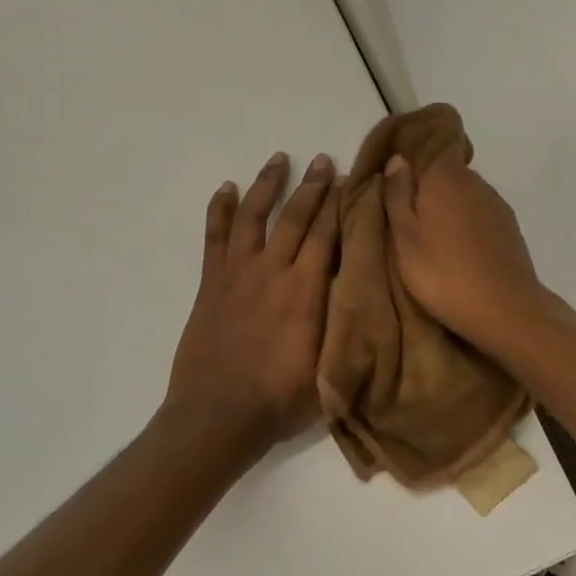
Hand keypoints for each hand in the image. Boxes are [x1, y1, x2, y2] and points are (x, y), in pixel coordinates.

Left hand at [163, 151, 339, 455]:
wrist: (218, 416)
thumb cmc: (281, 399)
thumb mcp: (329, 367)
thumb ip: (345, 325)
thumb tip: (363, 290)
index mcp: (306, 290)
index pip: (328, 234)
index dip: (340, 205)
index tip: (350, 180)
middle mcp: (274, 271)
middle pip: (296, 217)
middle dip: (313, 186)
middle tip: (324, 160)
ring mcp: (238, 273)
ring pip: (254, 216)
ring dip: (267, 185)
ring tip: (278, 158)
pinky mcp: (212, 283)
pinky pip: (215, 237)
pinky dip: (220, 210)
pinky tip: (225, 189)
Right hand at [381, 148, 548, 352]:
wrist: (506, 309)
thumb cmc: (443, 273)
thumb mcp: (405, 238)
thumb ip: (398, 196)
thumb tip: (398, 159)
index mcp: (446, 178)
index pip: (435, 144)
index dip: (417, 152)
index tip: (399, 173)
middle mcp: (475, 182)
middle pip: (448, 171)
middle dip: (428, 185)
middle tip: (406, 213)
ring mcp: (496, 205)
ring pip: (465, 194)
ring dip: (448, 206)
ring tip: (430, 236)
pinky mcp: (509, 228)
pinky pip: (479, 213)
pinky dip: (466, 223)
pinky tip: (456, 249)